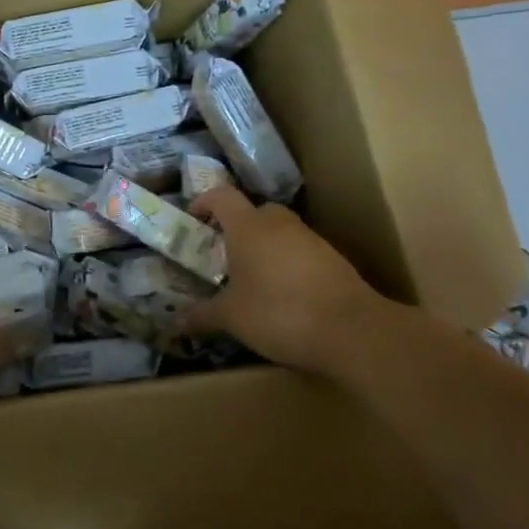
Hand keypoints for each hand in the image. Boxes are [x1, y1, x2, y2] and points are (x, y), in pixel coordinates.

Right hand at [185, 186, 385, 370]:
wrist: (353, 331)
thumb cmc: (278, 313)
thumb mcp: (231, 317)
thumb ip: (202, 315)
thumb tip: (175, 321)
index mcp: (248, 227)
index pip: (221, 196)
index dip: (204, 203)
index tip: (193, 220)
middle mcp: (279, 224)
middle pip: (254, 210)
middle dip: (237, 227)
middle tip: (223, 253)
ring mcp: (311, 240)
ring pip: (281, 231)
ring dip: (265, 246)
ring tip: (252, 278)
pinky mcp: (335, 260)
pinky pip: (301, 251)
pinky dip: (288, 264)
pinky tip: (284, 294)